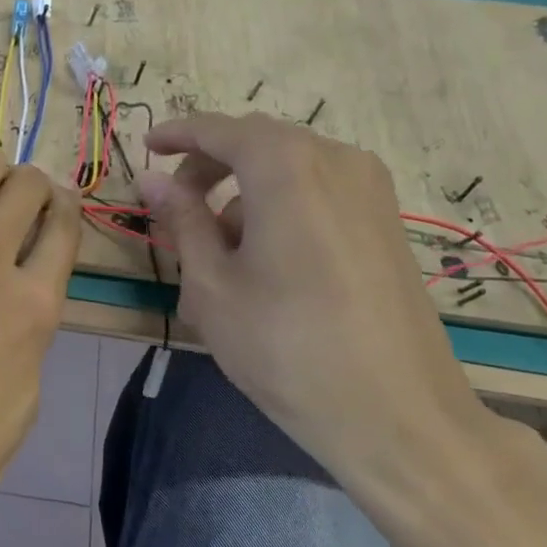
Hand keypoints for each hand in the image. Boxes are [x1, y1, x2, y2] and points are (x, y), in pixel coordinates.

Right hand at [137, 113, 497, 508]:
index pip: (219, 129)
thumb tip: (151, 179)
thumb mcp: (213, 284)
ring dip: (243, 192)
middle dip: (210, 166)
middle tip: (176, 204)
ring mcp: (370, 189)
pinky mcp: (387, 220)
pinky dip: (280, 206)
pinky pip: (319, 191)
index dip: (177, 134)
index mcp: (286, 166)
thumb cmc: (287, 347)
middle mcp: (334, 160)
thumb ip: (181, 219)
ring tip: (216, 252)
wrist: (400, 417)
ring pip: (288, 168)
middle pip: (256, 143)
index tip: (147, 148)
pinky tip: (265, 261)